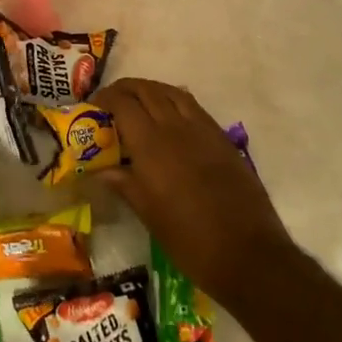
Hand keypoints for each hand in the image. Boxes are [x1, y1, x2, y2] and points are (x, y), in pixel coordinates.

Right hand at [95, 77, 295, 306]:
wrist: (247, 253)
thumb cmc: (188, 239)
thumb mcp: (148, 213)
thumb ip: (124, 183)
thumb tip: (101, 170)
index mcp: (151, 144)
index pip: (122, 103)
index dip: (105, 98)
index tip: (93, 107)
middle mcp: (175, 126)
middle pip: (146, 90)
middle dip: (125, 89)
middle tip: (111, 101)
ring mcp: (202, 129)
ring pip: (172, 92)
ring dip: (151, 90)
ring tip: (138, 102)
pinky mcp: (222, 138)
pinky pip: (192, 106)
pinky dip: (174, 101)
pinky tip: (169, 117)